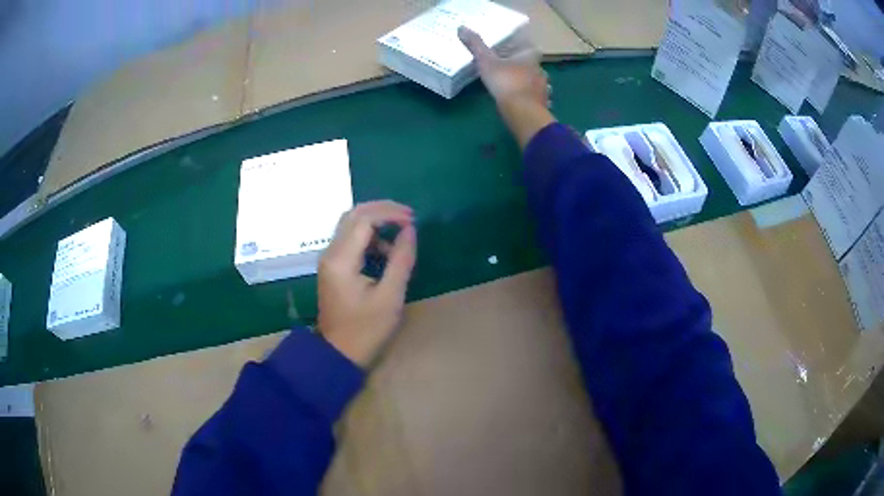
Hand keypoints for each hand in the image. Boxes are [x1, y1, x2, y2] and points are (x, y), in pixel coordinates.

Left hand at [318, 201, 416, 367]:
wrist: (338, 353)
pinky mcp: (333, 266)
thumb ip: (401, 260)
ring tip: (400, 235)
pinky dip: (369, 236)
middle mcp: (331, 253)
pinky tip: (385, 252)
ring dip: (376, 222)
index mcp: (341, 260)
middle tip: (408, 217)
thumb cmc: (366, 329)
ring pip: (351, 224)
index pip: (363, 219)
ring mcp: (329, 259)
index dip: (390, 213)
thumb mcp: (390, 297)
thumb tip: (410, 230)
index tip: (413, 220)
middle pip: (353, 215)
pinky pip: (350, 239)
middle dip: (382, 210)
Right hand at [458, 26, 554, 146]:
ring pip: (537, 81)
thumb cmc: (506, 82)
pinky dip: (530, 99)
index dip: (520, 47)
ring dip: (528, 82)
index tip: (510, 49)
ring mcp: (544, 88)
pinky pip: (537, 98)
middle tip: (508, 67)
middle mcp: (540, 70)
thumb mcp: (486, 61)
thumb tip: (461, 27)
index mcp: (530, 57)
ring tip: (515, 85)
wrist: (523, 112)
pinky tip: (522, 102)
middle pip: (533, 64)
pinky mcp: (542, 105)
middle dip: (523, 65)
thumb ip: (476, 45)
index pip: (529, 47)